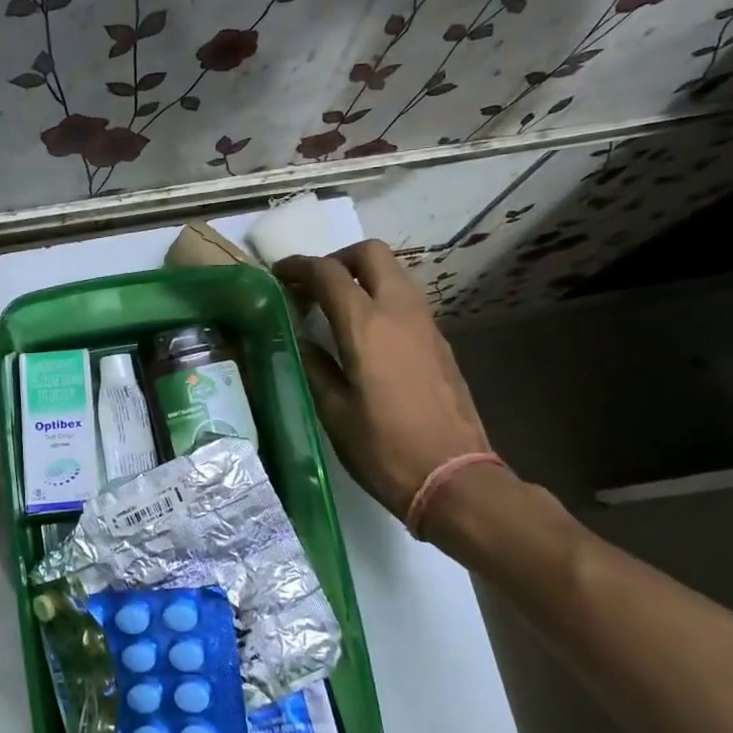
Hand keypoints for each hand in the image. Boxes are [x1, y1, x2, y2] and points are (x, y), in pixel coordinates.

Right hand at [276, 241, 494, 531]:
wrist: (453, 478)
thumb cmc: (383, 448)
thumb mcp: (334, 412)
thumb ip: (314, 367)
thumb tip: (301, 341)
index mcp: (366, 326)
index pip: (328, 273)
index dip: (299, 266)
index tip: (279, 274)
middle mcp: (399, 312)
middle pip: (370, 254)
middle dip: (337, 259)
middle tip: (314, 286)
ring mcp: (426, 324)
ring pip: (394, 273)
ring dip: (362, 277)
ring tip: (337, 309)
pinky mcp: (440, 342)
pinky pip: (407, 300)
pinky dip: (382, 299)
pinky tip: (367, 334)